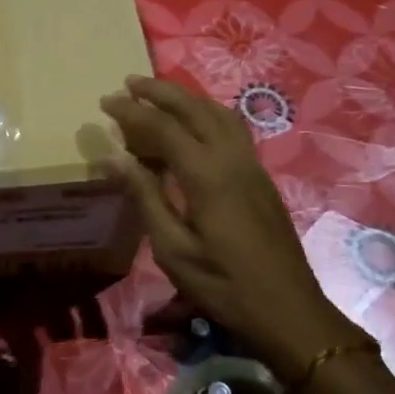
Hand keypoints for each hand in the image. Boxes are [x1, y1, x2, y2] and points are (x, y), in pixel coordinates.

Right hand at [101, 75, 346, 367]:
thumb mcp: (172, 249)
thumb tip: (113, 158)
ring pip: (219, 114)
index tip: (106, 102)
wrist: (288, 310)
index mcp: (208, 176)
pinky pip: (232, 129)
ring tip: (158, 96)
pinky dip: (206, 115)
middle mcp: (233, 160)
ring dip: (187, 99)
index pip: (164, 127)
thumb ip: (145, 197)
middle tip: (129, 83)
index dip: (132, 112)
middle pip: (195, 109)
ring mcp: (252, 166)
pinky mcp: (261, 178)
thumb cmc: (223, 285)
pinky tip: (193, 126)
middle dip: (160, 91)